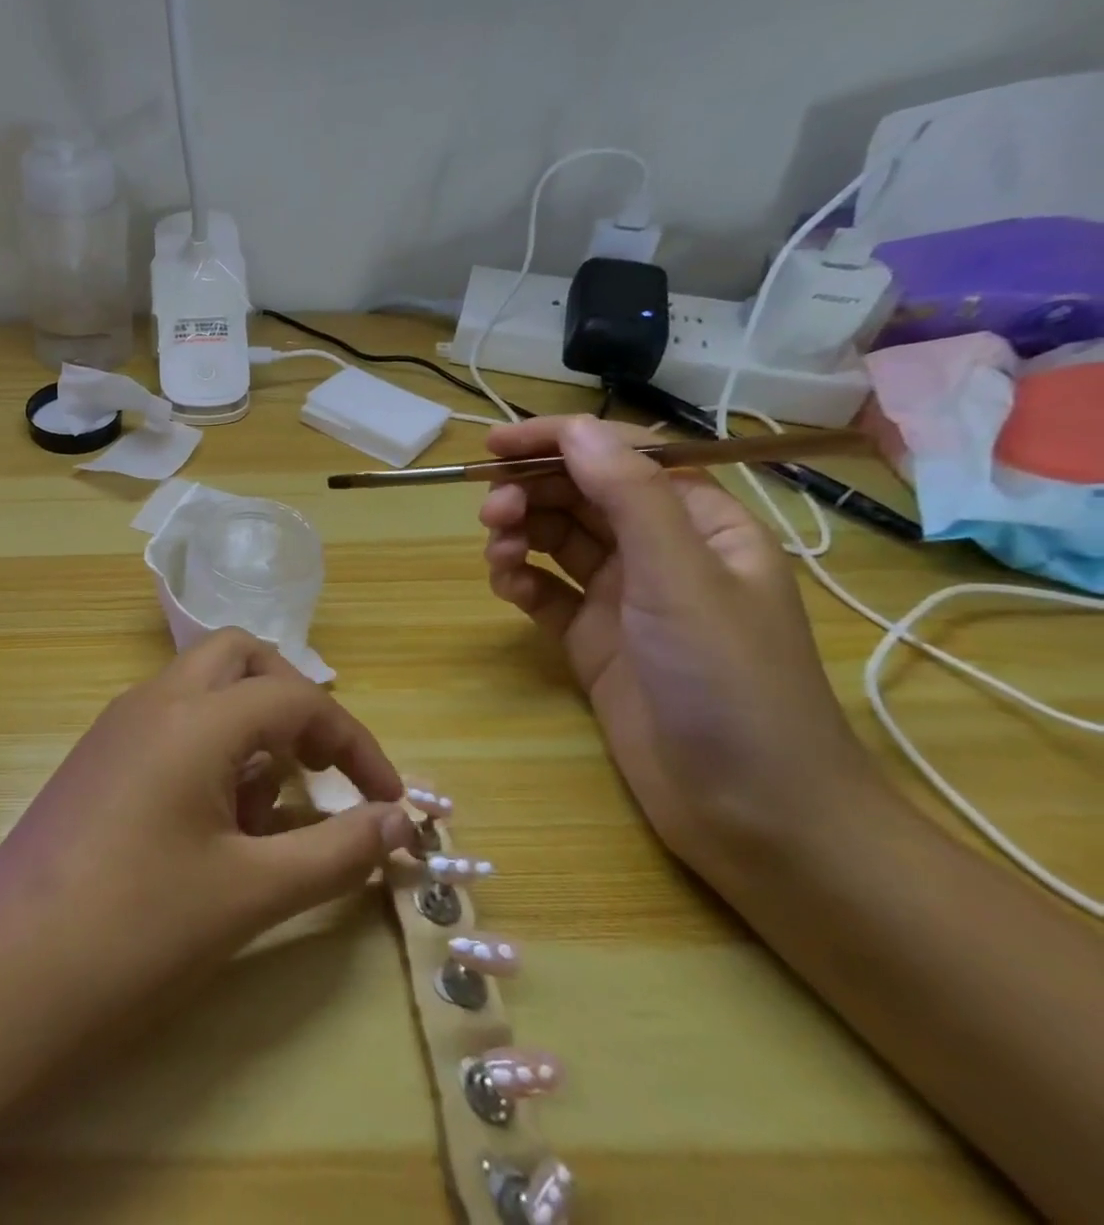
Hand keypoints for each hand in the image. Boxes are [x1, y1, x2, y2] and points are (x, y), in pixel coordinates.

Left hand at [0, 629, 415, 1078]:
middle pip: (241, 657)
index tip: (389, 800)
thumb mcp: (251, 892)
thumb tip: (401, 821)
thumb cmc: (137, 929)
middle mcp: (154, 700)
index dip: (354, 743)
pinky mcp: (97, 755)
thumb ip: (337, 851)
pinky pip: (170, 720)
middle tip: (317, 769)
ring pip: (203, 686)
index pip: (296, 697)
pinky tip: (210, 823)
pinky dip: (209, 745)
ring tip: (261, 814)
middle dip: (292, 700)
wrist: (4, 974)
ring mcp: (118, 724)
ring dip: (249, 725)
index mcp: (194, 717)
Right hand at [477, 415, 883, 881]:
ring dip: (521, 535)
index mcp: (700, 524)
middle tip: (490, 513)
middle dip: (533, 494)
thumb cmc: (729, 681)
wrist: (749, 810)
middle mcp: (661, 552)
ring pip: (557, 541)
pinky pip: (545, 591)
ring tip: (497, 554)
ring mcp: (624, 599)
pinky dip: (520, 581)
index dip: (561, 442)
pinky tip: (508, 589)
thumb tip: (575, 429)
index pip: (623, 457)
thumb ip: (629, 497)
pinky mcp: (592, 640)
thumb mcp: (681, 577)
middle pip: (582, 496)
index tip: (496, 445)